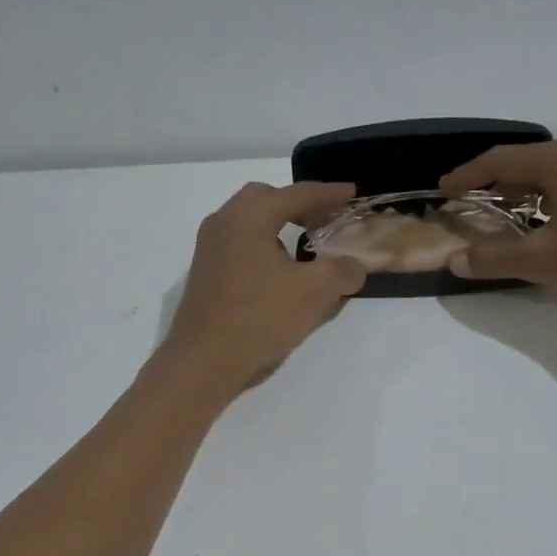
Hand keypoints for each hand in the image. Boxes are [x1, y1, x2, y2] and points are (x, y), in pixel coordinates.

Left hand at [160, 181, 367, 393]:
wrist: (203, 362)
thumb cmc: (259, 318)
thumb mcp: (314, 292)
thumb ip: (342, 271)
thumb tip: (353, 266)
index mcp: (249, 217)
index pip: (297, 194)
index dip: (329, 193)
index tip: (352, 193)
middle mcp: (224, 222)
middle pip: (266, 198)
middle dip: (298, 204)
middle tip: (325, 219)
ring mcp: (208, 248)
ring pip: (248, 222)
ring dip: (278, 225)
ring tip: (304, 246)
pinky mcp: (204, 273)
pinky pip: (239, 245)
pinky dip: (263, 246)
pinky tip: (278, 272)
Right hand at [440, 133, 556, 319]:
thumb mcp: (541, 262)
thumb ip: (493, 258)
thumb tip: (454, 260)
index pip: (500, 161)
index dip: (468, 176)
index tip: (445, 190)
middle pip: (529, 161)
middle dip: (498, 183)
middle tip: (474, 204)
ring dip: (528, 189)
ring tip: (509, 214)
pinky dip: (556, 192)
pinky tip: (553, 218)